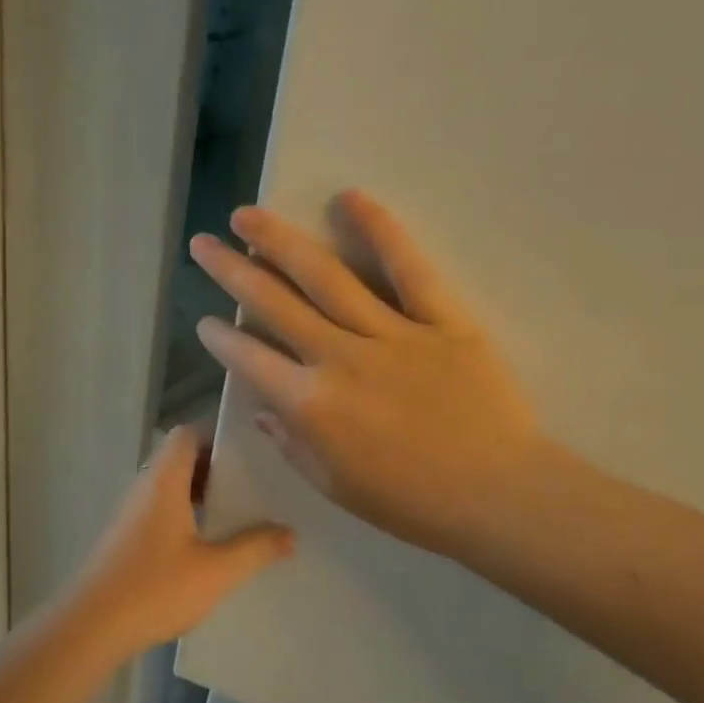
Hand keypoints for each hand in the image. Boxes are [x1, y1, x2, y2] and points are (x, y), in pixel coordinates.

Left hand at [64, 427, 294, 655]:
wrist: (91, 627)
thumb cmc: (155, 589)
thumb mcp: (216, 571)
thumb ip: (255, 549)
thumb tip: (290, 533)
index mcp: (164, 482)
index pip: (187, 434)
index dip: (218, 434)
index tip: (253, 450)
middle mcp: (145, 488)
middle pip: (181, 459)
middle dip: (218, 467)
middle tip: (256, 484)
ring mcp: (132, 514)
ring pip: (171, 487)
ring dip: (203, 494)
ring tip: (241, 514)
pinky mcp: (127, 538)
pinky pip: (162, 510)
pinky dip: (187, 514)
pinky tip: (210, 544)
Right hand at [189, 190, 545, 563]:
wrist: (500, 496)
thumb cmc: (412, 504)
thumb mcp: (335, 487)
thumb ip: (291, 443)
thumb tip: (263, 407)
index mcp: (311, 405)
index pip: (250, 360)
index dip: (221, 338)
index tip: (205, 320)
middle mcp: (339, 359)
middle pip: (274, 304)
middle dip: (232, 270)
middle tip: (203, 243)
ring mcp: (391, 334)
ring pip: (326, 276)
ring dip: (279, 242)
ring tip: (247, 215)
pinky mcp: (441, 320)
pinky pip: (408, 269)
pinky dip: (380, 230)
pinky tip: (349, 198)